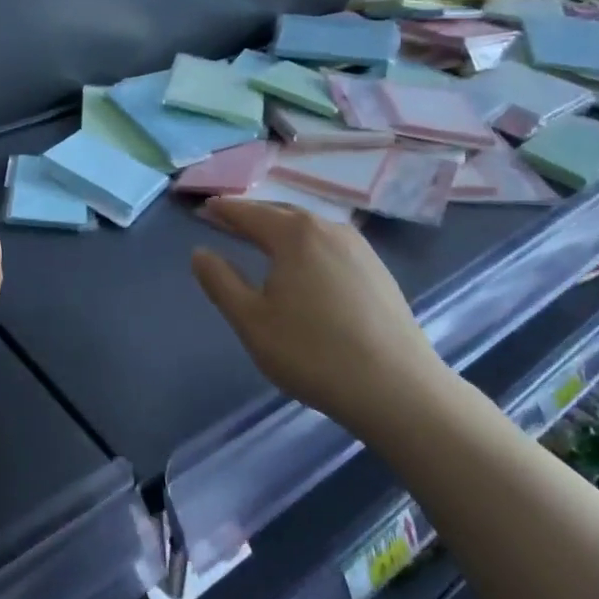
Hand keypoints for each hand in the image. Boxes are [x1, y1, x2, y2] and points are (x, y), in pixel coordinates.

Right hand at [190, 198, 451, 436]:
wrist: (399, 390)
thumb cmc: (313, 353)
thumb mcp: (252, 321)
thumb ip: (220, 282)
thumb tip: (200, 252)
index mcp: (294, 234)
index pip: (248, 212)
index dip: (223, 210)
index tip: (203, 208)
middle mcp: (328, 228)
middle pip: (280, 212)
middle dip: (251, 215)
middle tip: (226, 220)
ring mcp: (359, 248)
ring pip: (309, 227)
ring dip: (280, 228)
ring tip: (262, 239)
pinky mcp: (378, 270)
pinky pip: (330, 244)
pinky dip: (306, 244)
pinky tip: (305, 265)